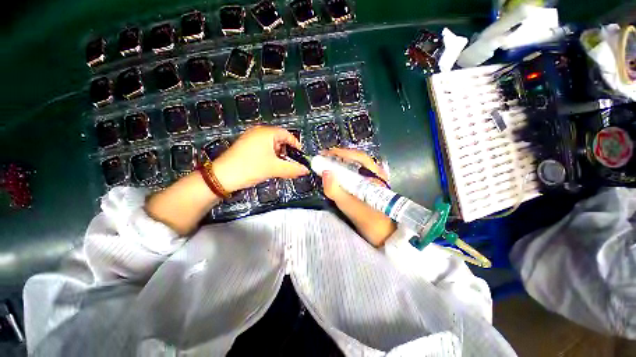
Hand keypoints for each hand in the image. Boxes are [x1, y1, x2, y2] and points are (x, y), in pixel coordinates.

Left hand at [213, 126, 308, 191]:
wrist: (222, 177)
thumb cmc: (250, 168)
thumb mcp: (274, 169)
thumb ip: (293, 169)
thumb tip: (306, 170)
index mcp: (267, 133)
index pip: (287, 134)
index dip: (296, 145)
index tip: (301, 156)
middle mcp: (259, 132)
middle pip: (280, 139)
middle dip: (287, 152)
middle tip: (291, 163)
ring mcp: (251, 138)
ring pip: (272, 145)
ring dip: (279, 155)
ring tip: (280, 166)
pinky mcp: (246, 146)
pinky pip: (263, 148)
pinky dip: (270, 156)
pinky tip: (269, 166)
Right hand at [321, 148, 396, 245]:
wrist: (384, 236)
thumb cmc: (371, 222)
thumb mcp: (352, 208)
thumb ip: (337, 192)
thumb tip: (325, 173)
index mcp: (376, 175)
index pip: (359, 157)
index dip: (341, 153)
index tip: (325, 153)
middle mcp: (376, 174)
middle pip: (356, 160)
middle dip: (339, 157)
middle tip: (323, 158)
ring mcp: (372, 180)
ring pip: (355, 167)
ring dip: (340, 164)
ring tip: (326, 164)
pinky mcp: (368, 187)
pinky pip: (354, 175)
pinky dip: (343, 173)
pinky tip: (335, 176)